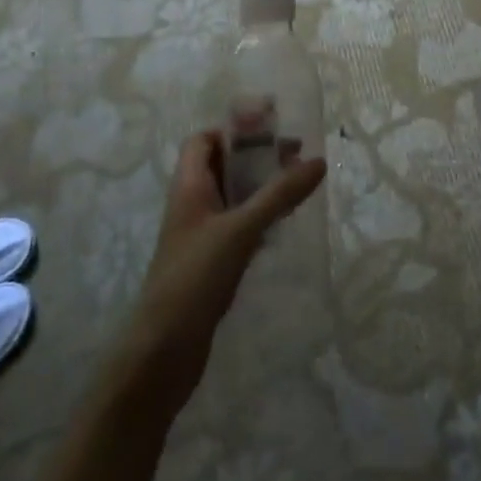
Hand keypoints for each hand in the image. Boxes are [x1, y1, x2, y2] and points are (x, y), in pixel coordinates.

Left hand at [121, 130, 326, 416]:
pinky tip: (283, 225)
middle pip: (222, 166)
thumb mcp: (241, 230)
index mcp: (188, 187)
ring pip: (233, 198)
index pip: (203, 141)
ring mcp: (201, 236)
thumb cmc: (195, 278)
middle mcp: (192, 205)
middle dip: (256, 156)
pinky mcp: (211, 263)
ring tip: (298, 185)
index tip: (270, 129)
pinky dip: (260, 217)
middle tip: (296, 156)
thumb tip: (318, 160)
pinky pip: (238, 227)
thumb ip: (279, 195)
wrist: (163, 351)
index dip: (232, 130)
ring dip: (261, 187)